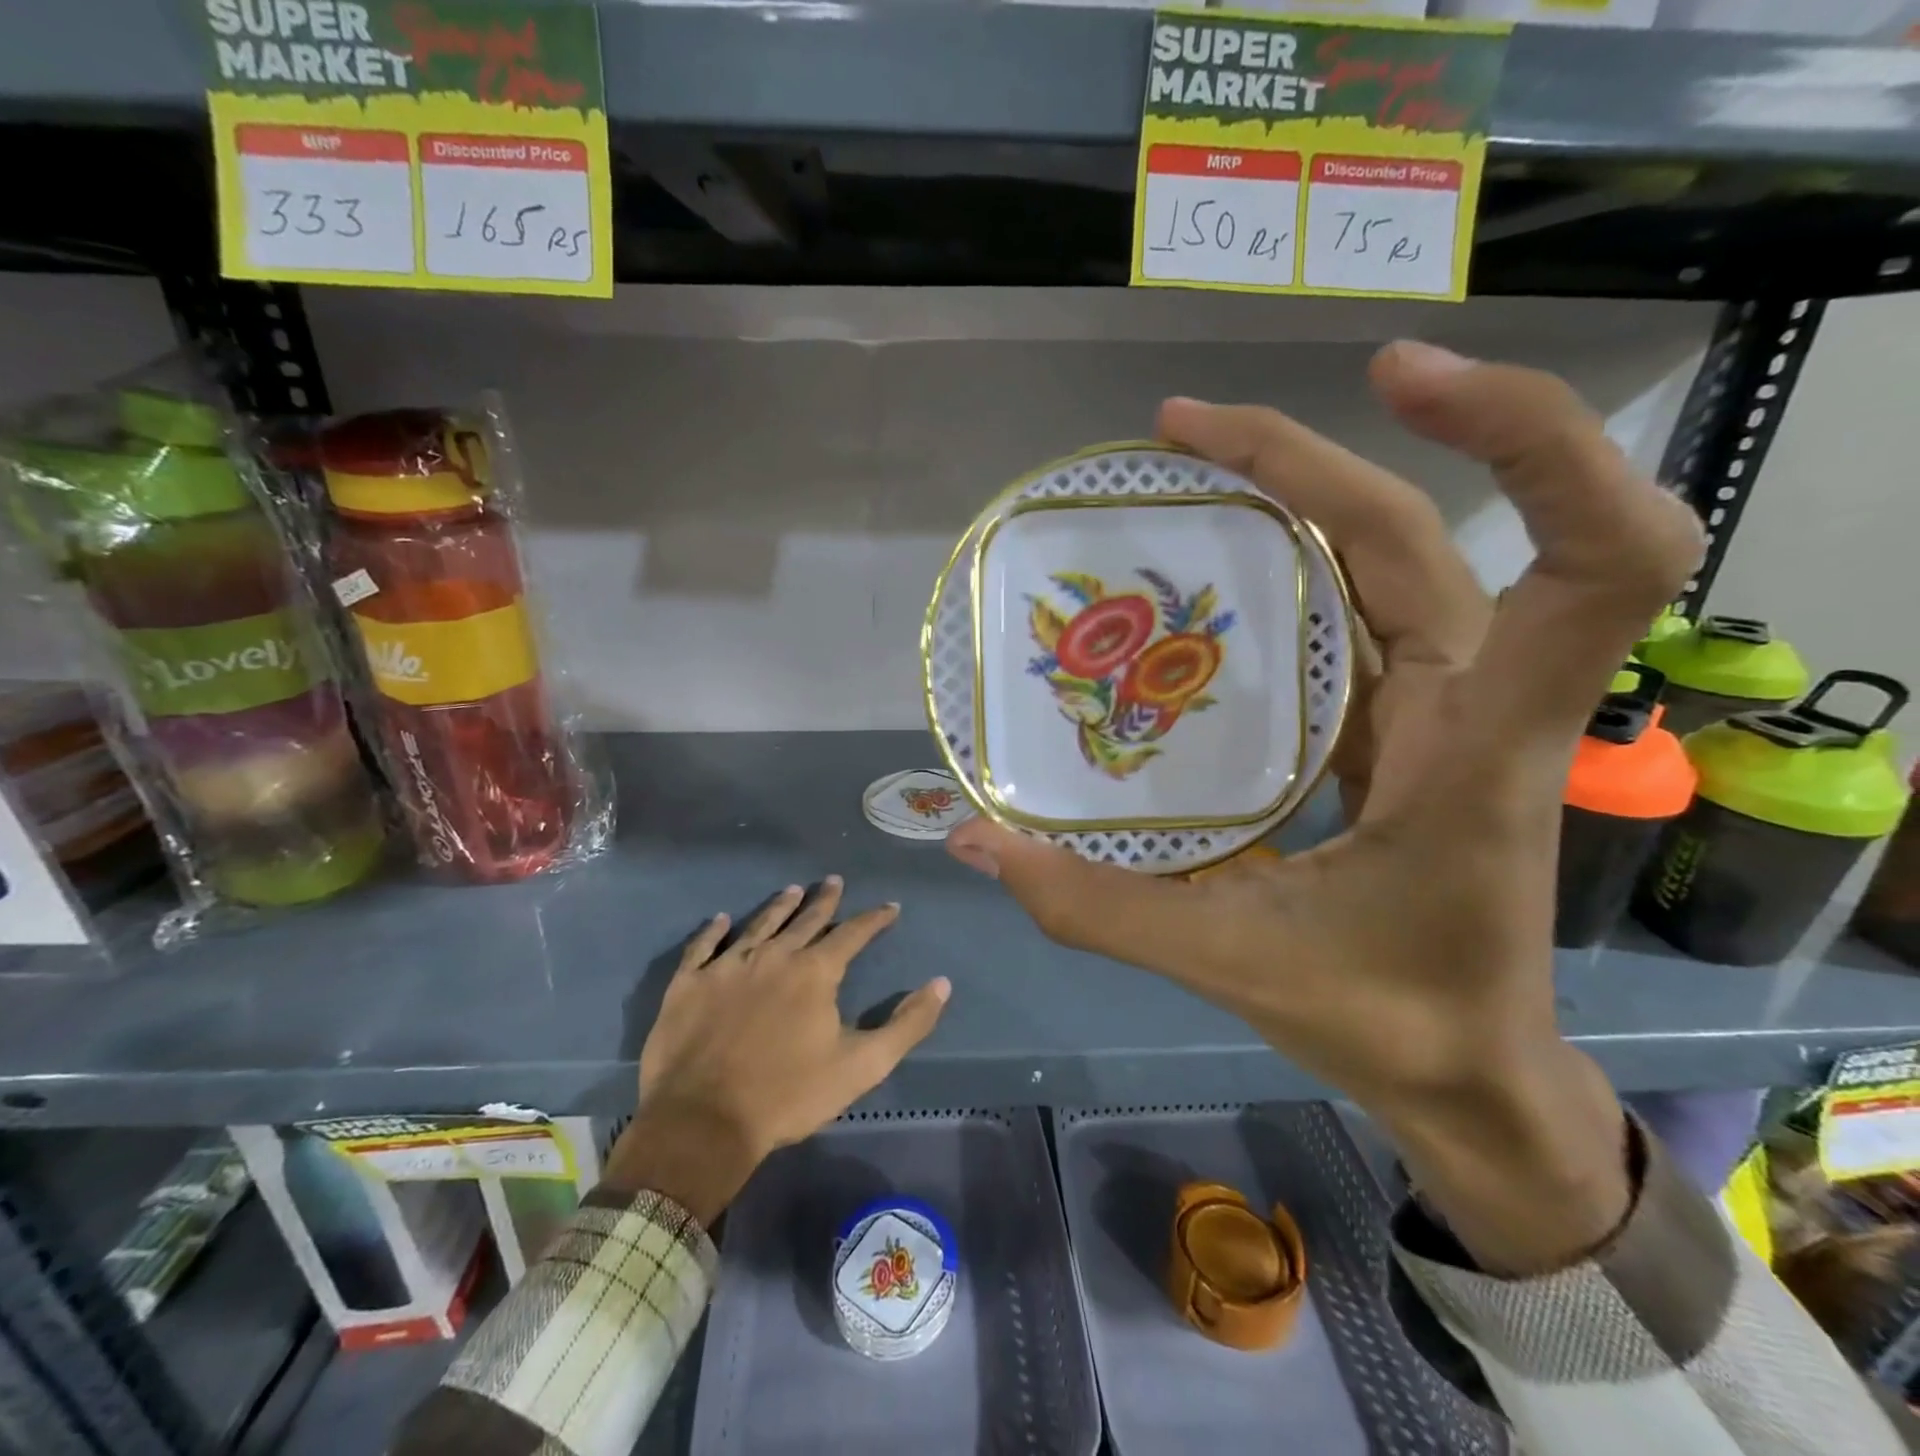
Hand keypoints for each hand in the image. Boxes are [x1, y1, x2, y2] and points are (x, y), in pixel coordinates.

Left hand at [604, 877, 949, 1223]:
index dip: (874, 919)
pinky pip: (703, 947)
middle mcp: (774, 955)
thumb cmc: (789, 1095)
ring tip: (793, 889)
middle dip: (825, 900)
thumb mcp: (863, 1065)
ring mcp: (728, 966)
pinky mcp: (689, 983)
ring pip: (759, 924)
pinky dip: (713, 931)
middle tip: (835, 880)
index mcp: (815, 972)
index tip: (890, 907)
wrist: (704, 1122)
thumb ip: (907, 1024)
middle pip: (806, 919)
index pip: (853, 933)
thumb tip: (941, 984)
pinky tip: (721, 920)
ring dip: (779, 906)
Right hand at [945, 341, 1703, 1272]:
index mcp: (1477, 750)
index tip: (1395, 378)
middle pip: (1417, 533)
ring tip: (1185, 466)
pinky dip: (1291, 564)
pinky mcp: (1401, 722)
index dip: (1532, 438)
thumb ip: (1096, 908)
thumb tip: (976, 841)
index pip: (1596, 559)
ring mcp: (1439, 706)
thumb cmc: (1387, 1019)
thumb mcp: (1232, 963)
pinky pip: (1352, 613)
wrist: (1470, 1073)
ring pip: (1387, 558)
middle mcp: (1474, 701)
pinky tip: (1210, 568)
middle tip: (1180, 429)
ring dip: (1297, 491)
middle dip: (1307, 456)